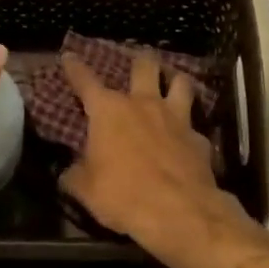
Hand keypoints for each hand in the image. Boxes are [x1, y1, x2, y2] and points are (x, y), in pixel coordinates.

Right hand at [57, 50, 242, 252]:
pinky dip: (190, 128)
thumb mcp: (85, 189)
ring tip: (172, 82)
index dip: (75, 67)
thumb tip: (68, 172)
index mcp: (109, 111)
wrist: (180, 212)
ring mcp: (176, 118)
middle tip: (139, 58)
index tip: (69, 55)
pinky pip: (195, 125)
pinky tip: (187, 137)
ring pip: (180, 83)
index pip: (85, 80)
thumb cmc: (123, 195)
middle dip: (140, 59)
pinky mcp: (200, 139)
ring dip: (175, 80)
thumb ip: (75, 174)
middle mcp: (143, 104)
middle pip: (144, 66)